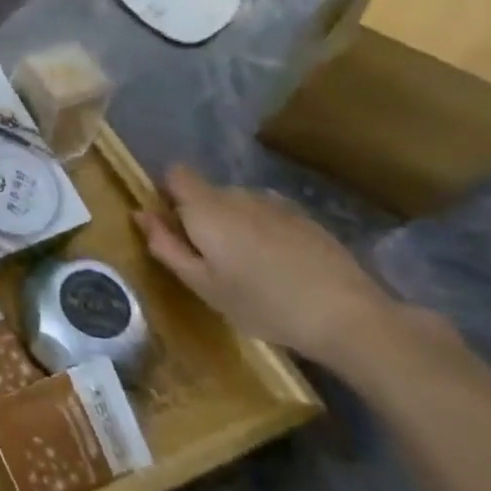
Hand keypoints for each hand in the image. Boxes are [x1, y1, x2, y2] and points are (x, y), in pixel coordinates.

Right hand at [135, 164, 398, 368]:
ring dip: (235, 225)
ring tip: (251, 268)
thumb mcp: (204, 285)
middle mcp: (238, 194)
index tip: (175, 227)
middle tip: (213, 261)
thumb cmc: (264, 304)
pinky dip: (266, 233)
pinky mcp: (307, 220)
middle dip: (203, 216)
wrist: (351, 317)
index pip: (175, 173)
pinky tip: (282, 269)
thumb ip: (166, 246)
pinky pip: (269, 216)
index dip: (168, 194)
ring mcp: (276, 204)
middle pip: (207, 192)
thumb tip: (140, 214)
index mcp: (207, 207)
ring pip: (240, 204)